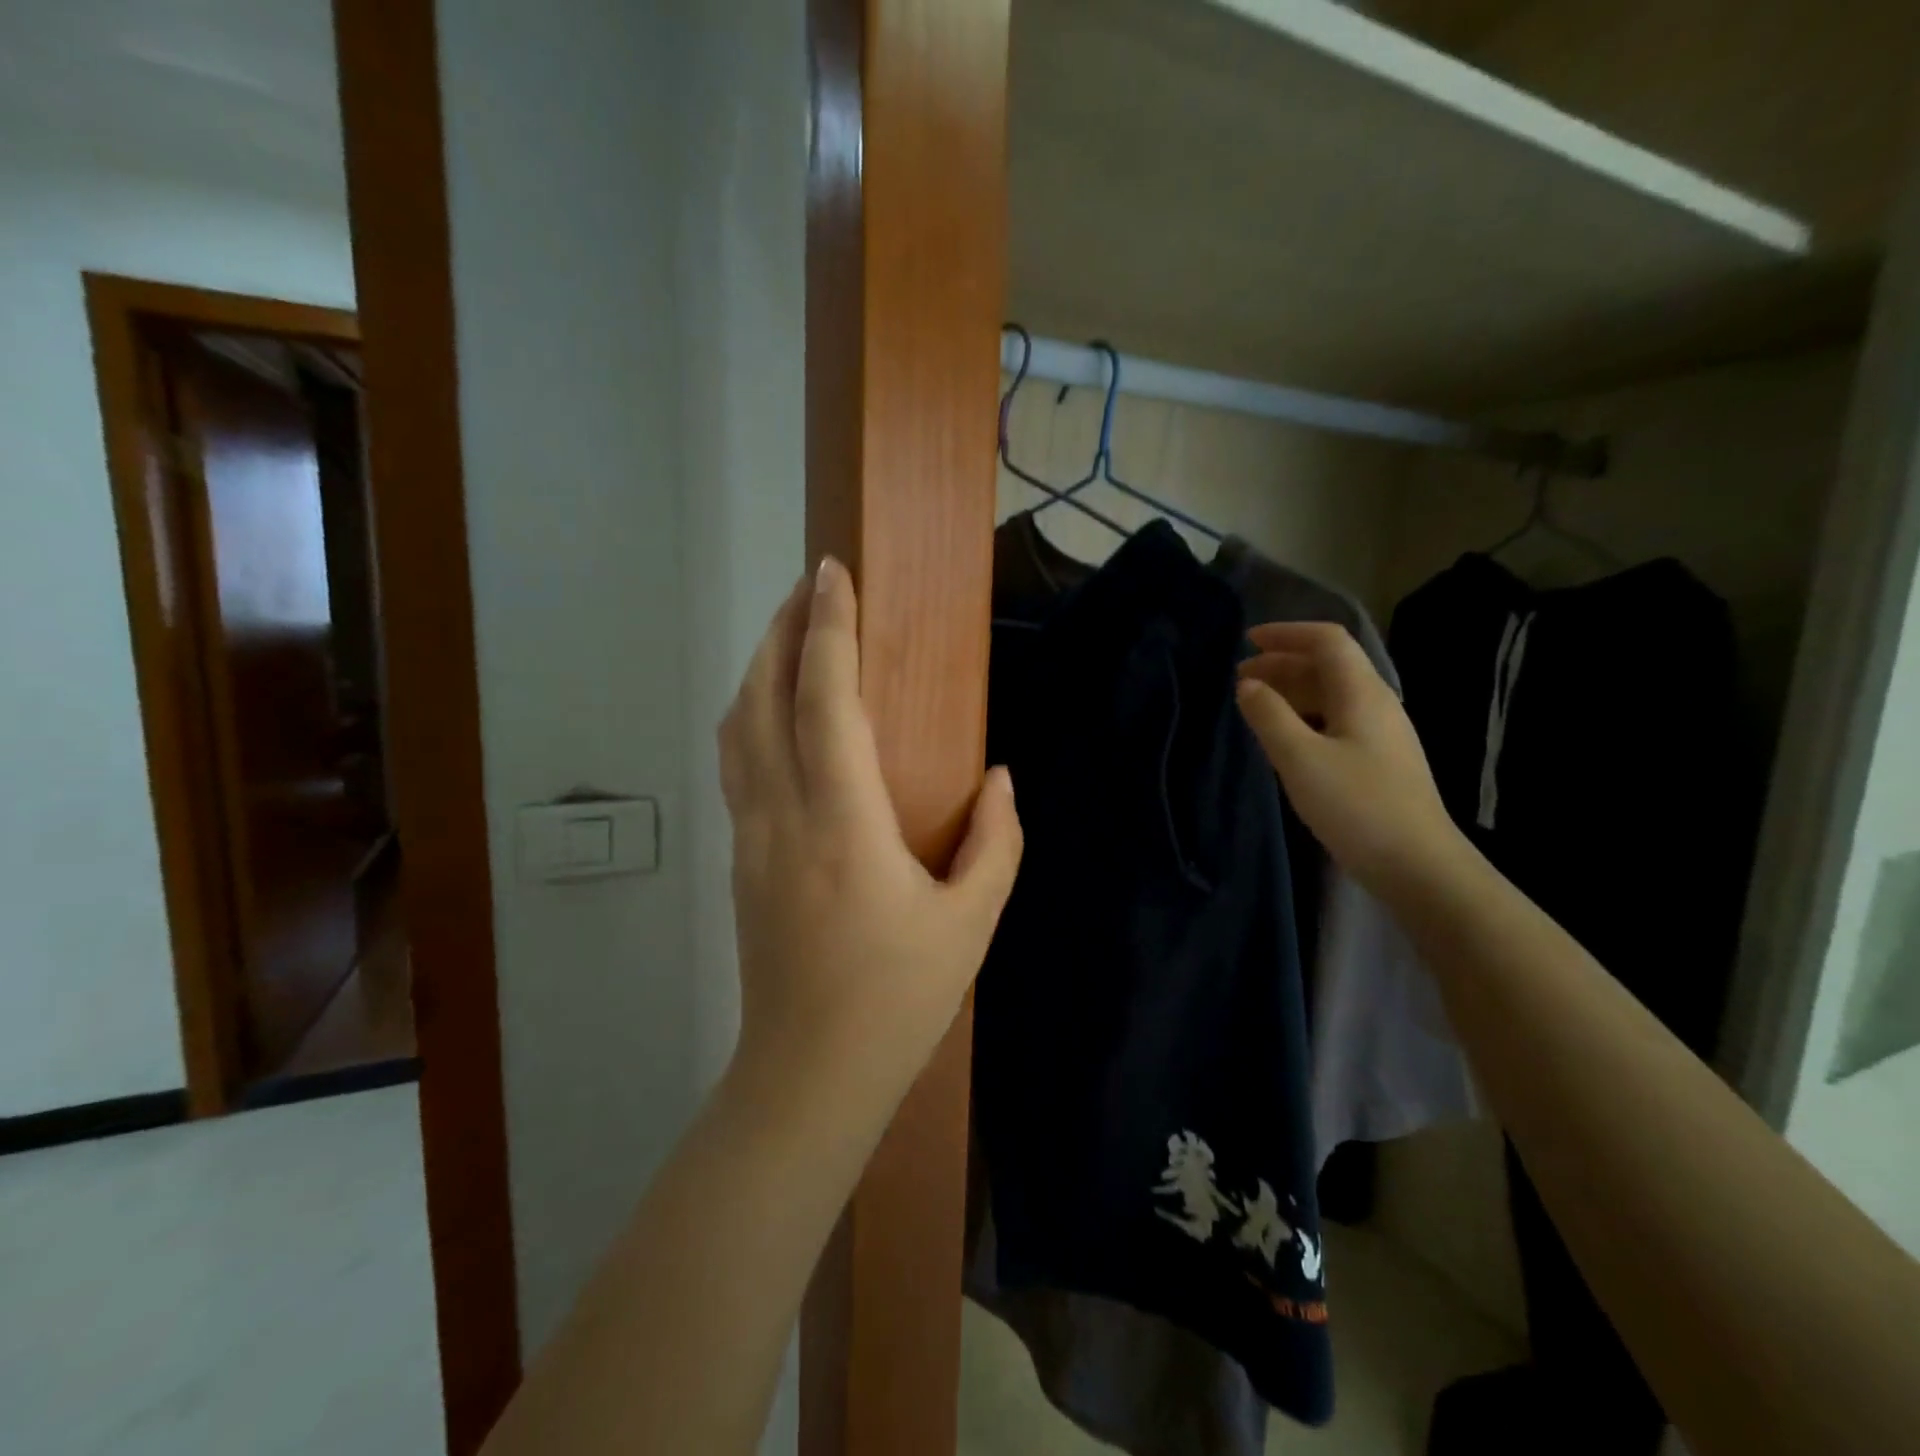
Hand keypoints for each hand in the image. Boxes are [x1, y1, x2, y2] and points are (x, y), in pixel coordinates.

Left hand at [719, 558, 1023, 1103]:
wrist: (808, 1076)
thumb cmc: (898, 1000)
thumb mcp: (971, 923)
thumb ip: (995, 841)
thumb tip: (999, 777)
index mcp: (842, 822)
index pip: (823, 698)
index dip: (828, 628)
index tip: (833, 573)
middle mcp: (781, 815)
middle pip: (761, 696)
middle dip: (781, 629)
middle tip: (810, 585)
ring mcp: (749, 837)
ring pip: (737, 728)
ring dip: (758, 668)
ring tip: (789, 633)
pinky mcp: (740, 859)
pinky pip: (737, 763)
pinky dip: (751, 714)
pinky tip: (775, 711)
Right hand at [1236, 621, 1462, 896]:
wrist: (1417, 864)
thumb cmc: (1356, 805)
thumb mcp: (1299, 758)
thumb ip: (1268, 716)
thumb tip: (1247, 685)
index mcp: (1362, 693)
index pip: (1327, 641)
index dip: (1287, 634)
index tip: (1247, 640)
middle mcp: (1376, 704)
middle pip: (1328, 666)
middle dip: (1282, 663)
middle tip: (1240, 677)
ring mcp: (1381, 733)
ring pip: (1331, 695)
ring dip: (1292, 691)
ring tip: (1255, 705)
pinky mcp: (1378, 760)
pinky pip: (1335, 720)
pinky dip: (1304, 716)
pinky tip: (1285, 737)